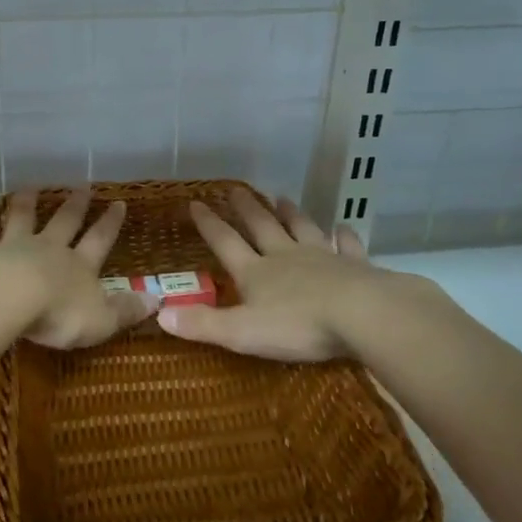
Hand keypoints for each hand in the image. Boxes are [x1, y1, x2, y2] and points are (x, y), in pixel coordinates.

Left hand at [0, 189, 152, 349]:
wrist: (7, 298)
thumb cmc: (57, 314)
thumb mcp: (100, 320)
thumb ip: (126, 310)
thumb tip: (158, 300)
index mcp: (77, 267)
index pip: (99, 241)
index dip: (109, 224)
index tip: (119, 203)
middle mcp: (46, 249)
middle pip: (62, 222)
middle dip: (74, 205)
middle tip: (81, 186)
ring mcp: (11, 245)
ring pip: (20, 216)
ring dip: (26, 200)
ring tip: (30, 186)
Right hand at [159, 188, 384, 361]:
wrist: (362, 314)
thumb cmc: (298, 326)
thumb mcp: (242, 332)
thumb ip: (203, 324)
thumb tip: (159, 314)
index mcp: (256, 273)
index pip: (225, 243)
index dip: (209, 224)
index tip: (195, 202)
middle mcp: (285, 257)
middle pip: (262, 227)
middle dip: (246, 209)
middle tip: (236, 189)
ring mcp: (322, 258)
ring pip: (302, 229)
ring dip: (291, 213)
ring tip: (282, 197)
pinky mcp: (355, 266)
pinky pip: (347, 246)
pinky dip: (344, 236)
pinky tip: (343, 227)